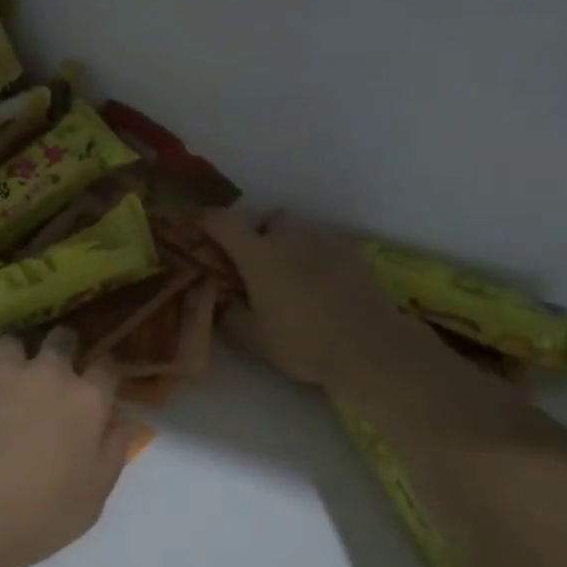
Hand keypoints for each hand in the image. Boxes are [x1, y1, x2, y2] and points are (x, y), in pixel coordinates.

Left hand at [0, 329, 137, 566]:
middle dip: (60, 349)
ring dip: (11, 360)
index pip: (106, 365)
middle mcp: (49, 372)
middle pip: (62, 338)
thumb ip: (115, 451)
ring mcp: (1, 370)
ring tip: (0, 384)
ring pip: (12, 342)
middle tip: (48, 375)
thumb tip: (128, 421)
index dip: (101, 373)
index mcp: (87, 400)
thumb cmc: (37, 519)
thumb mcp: (93, 498)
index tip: (94, 385)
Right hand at [201, 209, 442, 393]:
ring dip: (288, 248)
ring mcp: (324, 241)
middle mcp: (289, 237)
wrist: (369, 346)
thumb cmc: (303, 342)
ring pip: (298, 233)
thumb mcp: (255, 338)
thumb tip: (221, 301)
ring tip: (293, 282)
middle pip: (267, 220)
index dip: (205, 220)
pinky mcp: (351, 252)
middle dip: (258, 236)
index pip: (222, 221)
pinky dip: (315, 259)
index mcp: (258, 254)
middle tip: (256, 268)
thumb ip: (231, 314)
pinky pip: (323, 246)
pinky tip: (322, 288)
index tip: (197, 229)